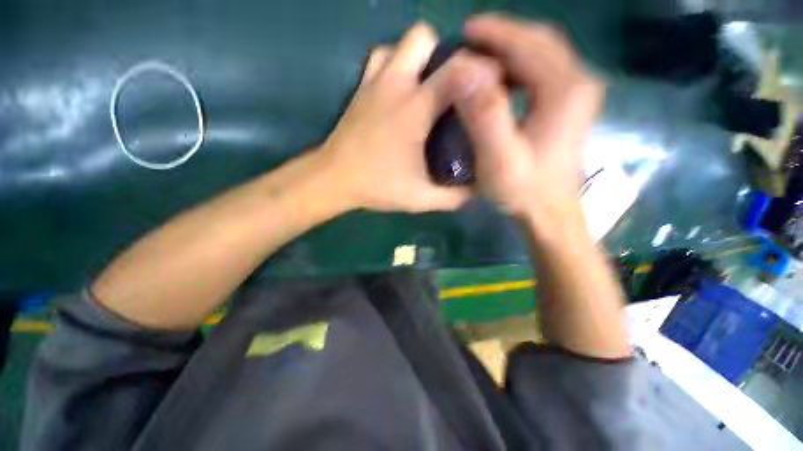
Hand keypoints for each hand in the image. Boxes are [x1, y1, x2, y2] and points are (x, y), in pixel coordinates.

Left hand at [318, 23, 499, 212]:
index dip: (481, 69)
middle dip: (442, 53)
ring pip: (399, 44)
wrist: (333, 180)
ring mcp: (373, 83)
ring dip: (417, 58)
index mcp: (415, 109)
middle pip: (423, 37)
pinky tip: (400, 92)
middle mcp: (395, 85)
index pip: (458, 69)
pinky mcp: (359, 88)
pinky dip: (394, 65)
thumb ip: (453, 197)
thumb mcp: (421, 199)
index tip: (491, 84)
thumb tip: (477, 191)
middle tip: (452, 87)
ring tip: (427, 88)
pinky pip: (380, 58)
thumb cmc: (377, 187)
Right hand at [454, 15, 605, 226]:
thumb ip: (485, 114)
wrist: (549, 213)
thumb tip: (464, 70)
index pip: (530, 44)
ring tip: (482, 57)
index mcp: (565, 89)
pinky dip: (521, 67)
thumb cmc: (523, 189)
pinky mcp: (570, 107)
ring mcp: (578, 94)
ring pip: (544, 55)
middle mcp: (579, 82)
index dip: (497, 32)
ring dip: (512, 50)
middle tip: (471, 40)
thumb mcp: (499, 157)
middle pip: (541, 42)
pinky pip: (545, 73)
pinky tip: (502, 79)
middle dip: (505, 36)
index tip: (466, 30)